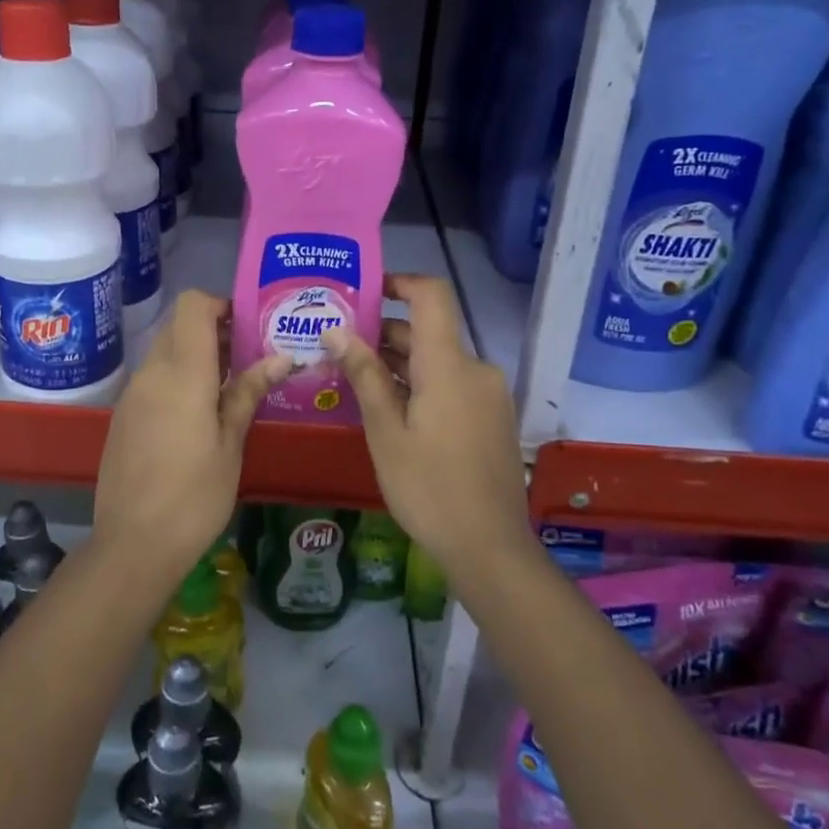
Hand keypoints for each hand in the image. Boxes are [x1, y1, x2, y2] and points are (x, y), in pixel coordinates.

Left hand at [93, 291, 289, 579]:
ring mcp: (131, 395)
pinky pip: (152, 380)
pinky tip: (198, 416)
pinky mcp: (122, 417)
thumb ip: (248, 393)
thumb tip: (279, 358)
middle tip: (247, 359)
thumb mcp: (231, 445)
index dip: (220, 304)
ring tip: (229, 389)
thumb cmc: (194, 496)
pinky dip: (176, 380)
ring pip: (164, 353)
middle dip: (213, 331)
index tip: (247, 327)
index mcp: (182, 373)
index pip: (192, 306)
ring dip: (195, 357)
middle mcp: (151, 374)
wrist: (133, 544)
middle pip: (179, 327)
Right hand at [322, 274, 527, 569]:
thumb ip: (364, 375)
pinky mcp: (491, 418)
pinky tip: (389, 409)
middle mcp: (475, 369)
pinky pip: (452, 384)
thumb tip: (336, 331)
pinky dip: (421, 384)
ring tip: (354, 379)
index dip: (400, 282)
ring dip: (399, 363)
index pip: (432, 295)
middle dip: (384, 333)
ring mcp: (488, 395)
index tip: (364, 291)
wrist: (489, 546)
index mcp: (449, 365)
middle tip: (338, 347)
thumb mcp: (385, 431)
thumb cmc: (428, 487)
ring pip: (438, 361)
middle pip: (429, 331)